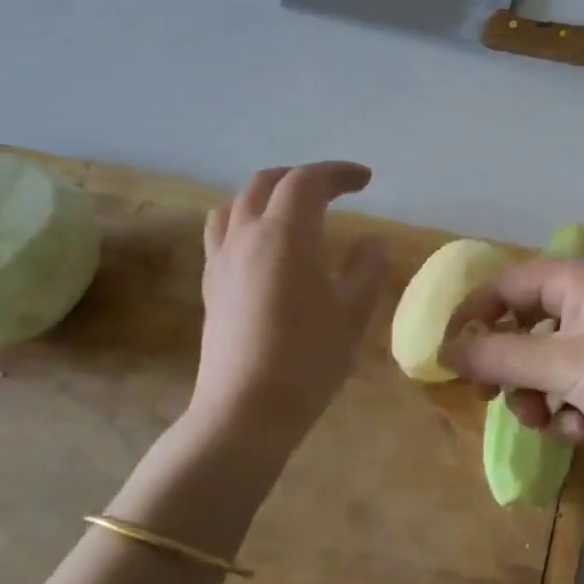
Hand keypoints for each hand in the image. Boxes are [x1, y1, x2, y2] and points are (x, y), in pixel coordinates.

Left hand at [189, 162, 387, 452]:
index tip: (366, 181)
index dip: (338, 174)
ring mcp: (221, 259)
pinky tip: (263, 248)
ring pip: (236, 204)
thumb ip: (367, 269)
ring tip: (293, 211)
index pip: (308, 181)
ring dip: (268, 195)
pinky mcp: (211, 285)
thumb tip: (372, 242)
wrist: (247, 409)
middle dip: (302, 178)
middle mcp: (246, 235)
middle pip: (267, 183)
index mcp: (286, 234)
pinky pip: (222, 232)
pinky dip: (245, 220)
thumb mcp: (353, 314)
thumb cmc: (309, 359)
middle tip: (334, 191)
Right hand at [440, 259, 583, 465]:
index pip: (505, 285)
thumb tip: (444, 352)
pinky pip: (572, 386)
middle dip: (507, 368)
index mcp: (576, 280)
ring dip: (536, 396)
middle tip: (489, 396)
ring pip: (544, 364)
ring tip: (542, 421)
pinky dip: (569, 409)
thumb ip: (498, 357)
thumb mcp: (559, 364)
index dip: (473, 317)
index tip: (449, 355)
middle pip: (522, 328)